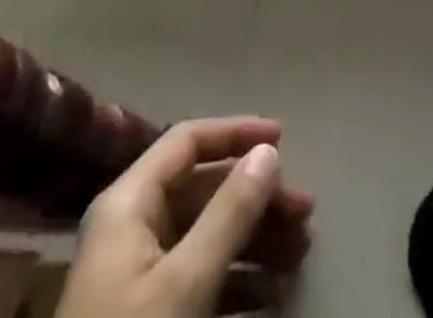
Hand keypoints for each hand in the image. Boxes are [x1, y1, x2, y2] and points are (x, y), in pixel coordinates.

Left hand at [55, 117, 315, 317]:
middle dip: (257, 201)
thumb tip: (268, 152)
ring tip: (299, 256)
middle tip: (304, 215)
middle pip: (204, 192)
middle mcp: (132, 229)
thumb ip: (230, 213)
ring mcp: (138, 277)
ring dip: (257, 242)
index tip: (284, 140)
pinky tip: (274, 298)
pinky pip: (200, 280)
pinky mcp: (148, 316)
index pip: (187, 141)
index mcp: (128, 204)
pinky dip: (238, 283)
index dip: (236, 133)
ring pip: (207, 237)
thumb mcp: (185, 282)